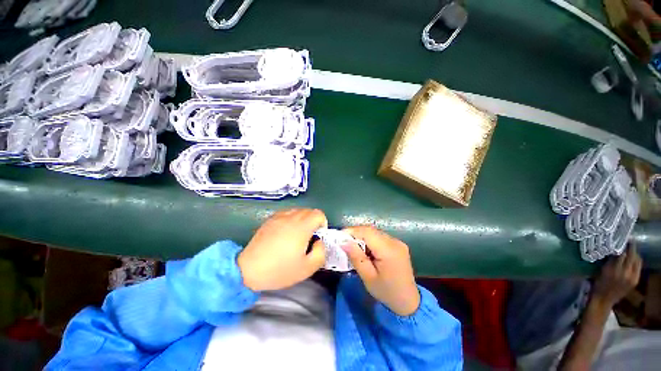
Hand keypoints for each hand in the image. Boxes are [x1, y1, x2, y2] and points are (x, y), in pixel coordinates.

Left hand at [238, 208, 326, 290]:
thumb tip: (319, 241)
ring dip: (303, 219)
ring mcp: (279, 217)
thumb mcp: (307, 268)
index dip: (322, 223)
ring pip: (298, 210)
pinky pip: (286, 213)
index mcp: (302, 227)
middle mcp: (291, 217)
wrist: (249, 270)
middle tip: (309, 236)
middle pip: (309, 210)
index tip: (318, 235)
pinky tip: (285, 232)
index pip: (318, 214)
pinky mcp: (270, 219)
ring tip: (297, 234)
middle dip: (313, 221)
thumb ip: (321, 252)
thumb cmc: (279, 270)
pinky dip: (291, 219)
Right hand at [343, 226, 419, 315]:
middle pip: (371, 230)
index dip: (352, 231)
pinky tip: (365, 249)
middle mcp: (395, 242)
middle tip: (344, 242)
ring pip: (375, 233)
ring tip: (353, 246)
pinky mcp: (398, 244)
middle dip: (356, 234)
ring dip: (362, 236)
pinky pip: (380, 237)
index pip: (367, 232)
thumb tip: (343, 242)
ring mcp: (398, 242)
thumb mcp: (368, 277)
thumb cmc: (386, 292)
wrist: (409, 302)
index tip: (340, 236)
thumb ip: (356, 257)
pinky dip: (370, 240)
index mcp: (388, 250)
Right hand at [592, 243, 641, 307]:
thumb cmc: (598, 283)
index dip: (623, 245)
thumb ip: (610, 260)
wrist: (603, 299)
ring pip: (637, 261)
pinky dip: (636, 261)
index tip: (621, 238)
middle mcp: (625, 273)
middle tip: (627, 241)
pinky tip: (632, 260)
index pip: (623, 253)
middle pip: (632, 256)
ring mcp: (632, 278)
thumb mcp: (601, 271)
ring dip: (634, 254)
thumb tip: (615, 248)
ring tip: (629, 250)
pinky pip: (638, 267)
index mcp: (614, 270)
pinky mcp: (635, 281)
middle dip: (631, 248)